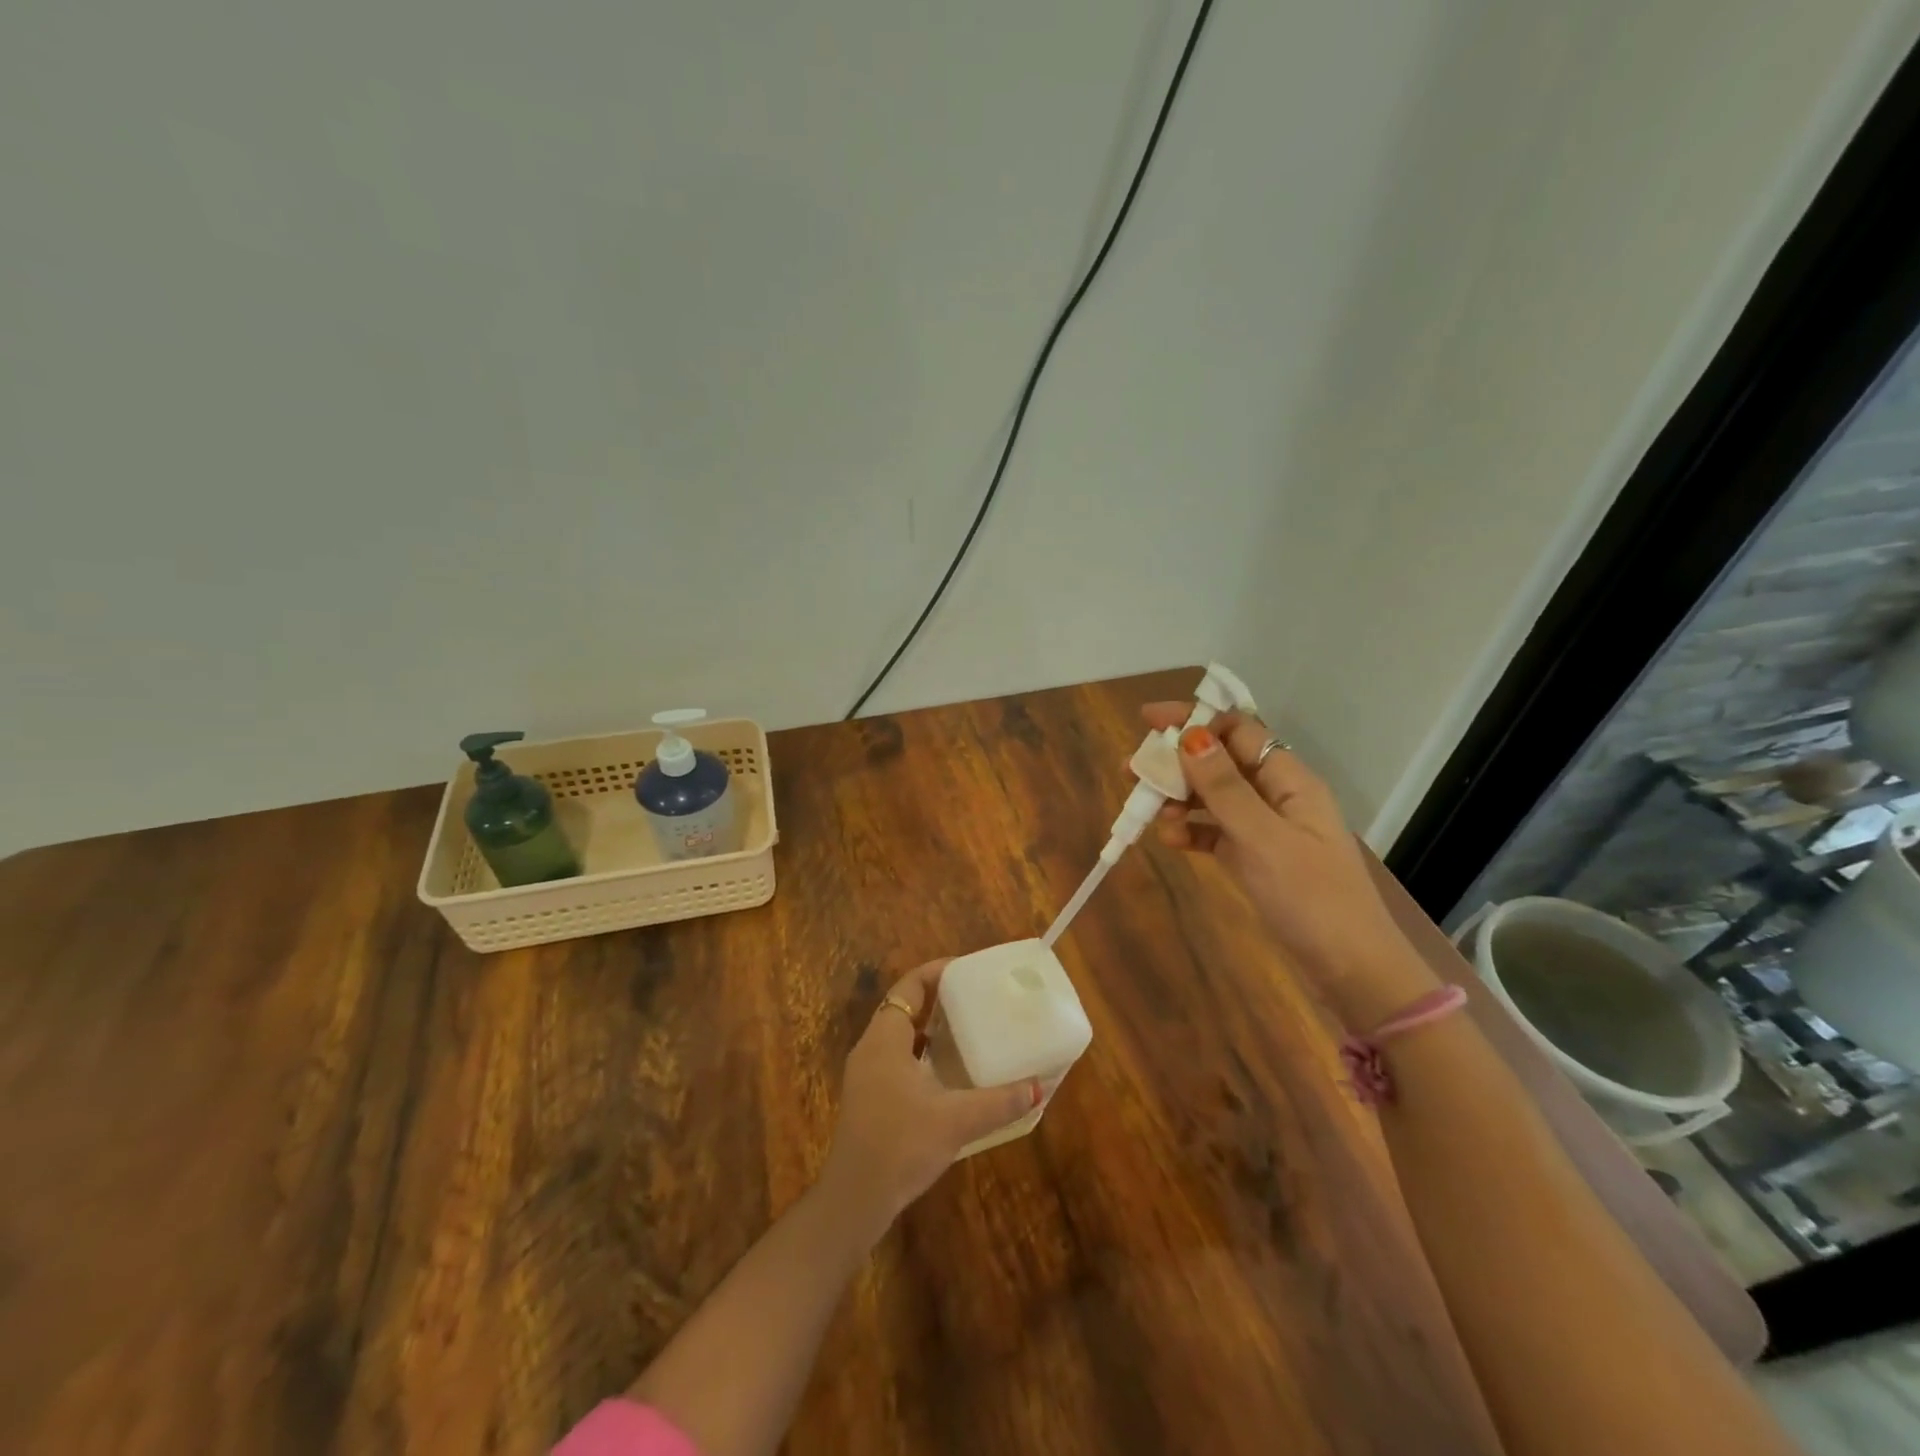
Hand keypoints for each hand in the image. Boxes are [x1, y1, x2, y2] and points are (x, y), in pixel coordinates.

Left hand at [818, 959, 1040, 1238]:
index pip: (909, 987)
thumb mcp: (955, 1121)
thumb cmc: (900, 1145)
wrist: (855, 1199)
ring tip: (968, 1027)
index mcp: (885, 1039)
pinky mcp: (869, 1098)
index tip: (967, 970)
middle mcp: (871, 1048)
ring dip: (930, 1027)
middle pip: (904, 1007)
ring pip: (900, 1035)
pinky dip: (922, 1054)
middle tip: (975, 997)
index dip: (936, 972)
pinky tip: (949, 1072)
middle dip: (938, 998)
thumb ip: (998, 1102)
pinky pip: (898, 1058)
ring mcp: (867, 1074)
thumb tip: (1038, 1087)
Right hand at [1144, 702, 1438, 1027]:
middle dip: (1177, 762)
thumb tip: (1190, 736)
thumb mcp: (1263, 839)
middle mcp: (1277, 797)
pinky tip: (1169, 841)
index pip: (1238, 731)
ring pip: (1214, 798)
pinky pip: (1216, 833)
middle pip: (1220, 762)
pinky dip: (1191, 832)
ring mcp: (1266, 829)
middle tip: (1133, 771)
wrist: (1351, 971)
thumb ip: (1225, 788)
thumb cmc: (1312, 899)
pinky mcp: (1256, 859)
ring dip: (1179, 799)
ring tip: (1146, 812)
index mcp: (1290, 781)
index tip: (1148, 721)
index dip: (1195, 720)